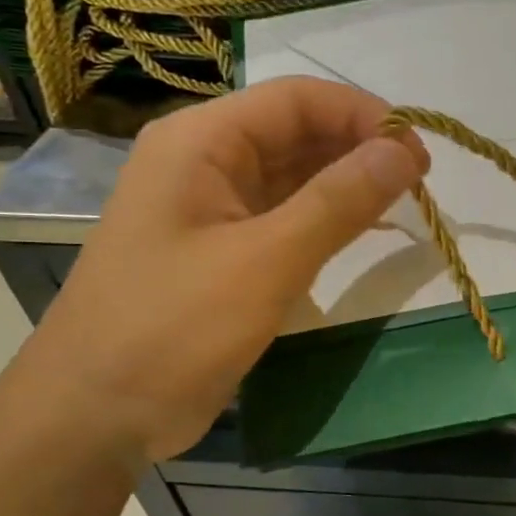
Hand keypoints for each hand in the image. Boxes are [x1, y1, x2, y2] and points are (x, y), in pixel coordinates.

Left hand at [16, 78, 426, 462]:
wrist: (94, 415)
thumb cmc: (172, 329)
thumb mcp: (265, 262)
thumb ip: (338, 203)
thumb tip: (405, 152)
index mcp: (201, 142)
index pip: (298, 99)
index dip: (364, 115)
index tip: (419, 154)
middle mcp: (205, 161)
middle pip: (297, 131)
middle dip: (361, 148)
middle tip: (421, 183)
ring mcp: (212, 207)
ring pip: (295, 174)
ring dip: (348, 183)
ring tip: (404, 203)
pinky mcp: (223, 249)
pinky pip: (285, 215)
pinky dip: (327, 218)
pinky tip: (364, 231)